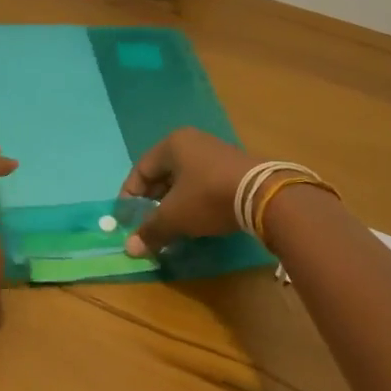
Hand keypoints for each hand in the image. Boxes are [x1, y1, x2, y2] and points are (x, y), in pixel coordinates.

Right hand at [120, 127, 263, 257]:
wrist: (263, 194)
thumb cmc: (208, 197)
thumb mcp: (174, 216)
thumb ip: (150, 230)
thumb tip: (130, 248)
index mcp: (172, 145)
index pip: (140, 169)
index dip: (130, 195)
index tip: (127, 219)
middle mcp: (192, 142)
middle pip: (162, 173)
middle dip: (153, 200)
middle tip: (148, 223)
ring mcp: (215, 152)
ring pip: (184, 179)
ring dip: (174, 202)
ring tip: (171, 225)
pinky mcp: (234, 166)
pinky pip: (203, 182)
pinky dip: (194, 200)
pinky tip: (196, 219)